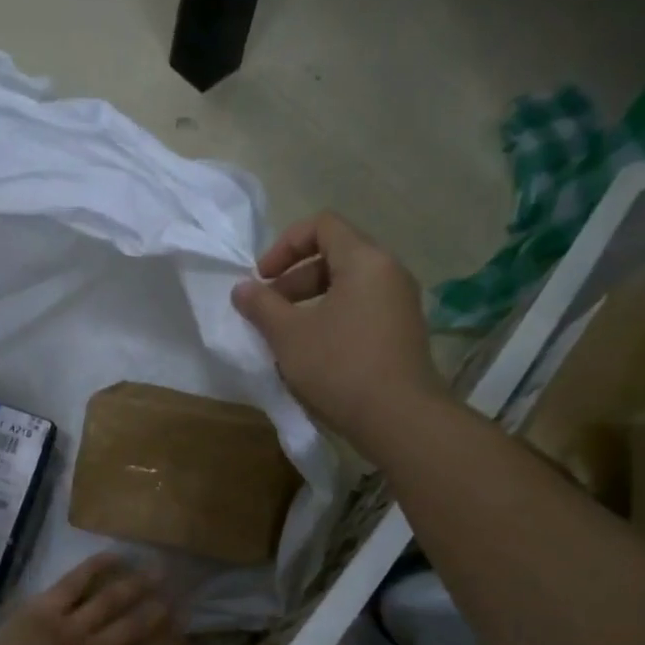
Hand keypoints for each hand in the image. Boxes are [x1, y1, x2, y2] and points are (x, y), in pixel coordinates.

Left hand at [0, 554, 178, 644]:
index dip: (164, 642)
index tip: (180, 625)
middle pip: (134, 626)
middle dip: (157, 608)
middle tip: (176, 592)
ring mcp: (74, 628)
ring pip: (113, 601)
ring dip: (138, 584)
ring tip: (158, 570)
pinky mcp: (47, 608)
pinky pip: (76, 581)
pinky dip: (96, 567)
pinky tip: (115, 555)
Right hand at [231, 212, 442, 453]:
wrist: (399, 418)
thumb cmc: (339, 366)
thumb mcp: (289, 335)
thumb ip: (261, 306)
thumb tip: (242, 289)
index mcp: (365, 260)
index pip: (322, 225)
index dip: (284, 246)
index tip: (262, 279)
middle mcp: (389, 272)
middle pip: (334, 255)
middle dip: (294, 278)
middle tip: (268, 310)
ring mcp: (400, 303)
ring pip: (347, 286)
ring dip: (310, 302)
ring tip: (286, 334)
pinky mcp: (402, 332)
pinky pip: (361, 309)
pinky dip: (332, 318)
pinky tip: (312, 353)